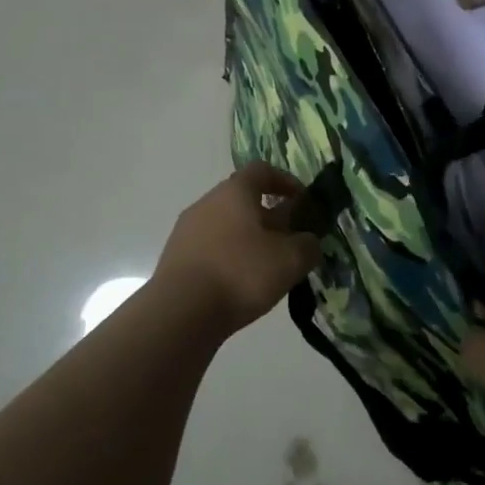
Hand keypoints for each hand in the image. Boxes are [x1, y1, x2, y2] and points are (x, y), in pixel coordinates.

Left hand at [152, 162, 322, 337]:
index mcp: (234, 192)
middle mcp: (206, 203)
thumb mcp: (290, 260)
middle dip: (269, 216)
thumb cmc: (240, 274)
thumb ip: (308, 246)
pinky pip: (210, 248)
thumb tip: (308, 241)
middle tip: (289, 241)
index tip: (302, 202)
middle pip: (242, 199)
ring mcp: (186, 230)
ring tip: (267, 267)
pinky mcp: (176, 258)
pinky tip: (240, 284)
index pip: (262, 170)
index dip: (285, 181)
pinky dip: (229, 257)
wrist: (180, 313)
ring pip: (226, 225)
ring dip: (249, 239)